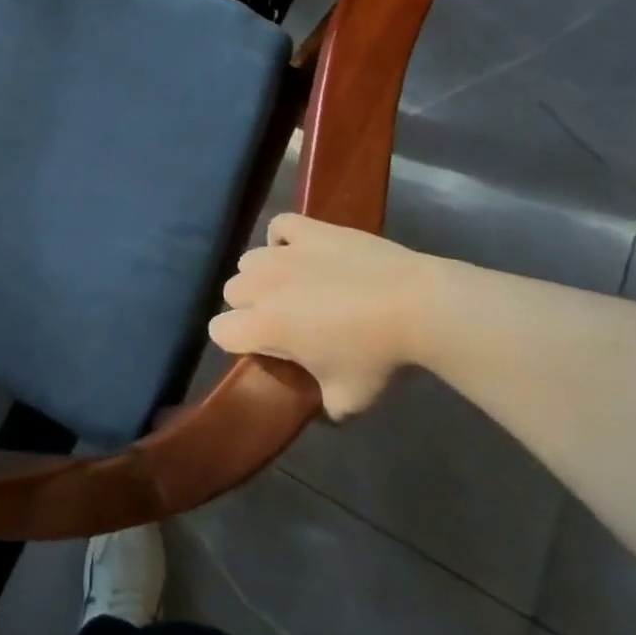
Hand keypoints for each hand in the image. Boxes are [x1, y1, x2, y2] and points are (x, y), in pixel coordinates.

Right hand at [209, 213, 437, 419]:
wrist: (415, 304)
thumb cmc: (377, 354)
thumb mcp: (349, 398)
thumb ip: (324, 405)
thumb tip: (322, 407)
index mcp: (264, 325)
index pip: (219, 331)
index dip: (236, 342)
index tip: (263, 348)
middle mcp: (262, 285)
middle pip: (232, 292)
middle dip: (249, 307)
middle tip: (284, 319)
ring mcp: (283, 252)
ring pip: (250, 261)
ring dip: (264, 275)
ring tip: (294, 286)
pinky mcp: (308, 229)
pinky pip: (280, 227)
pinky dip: (284, 239)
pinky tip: (301, 252)